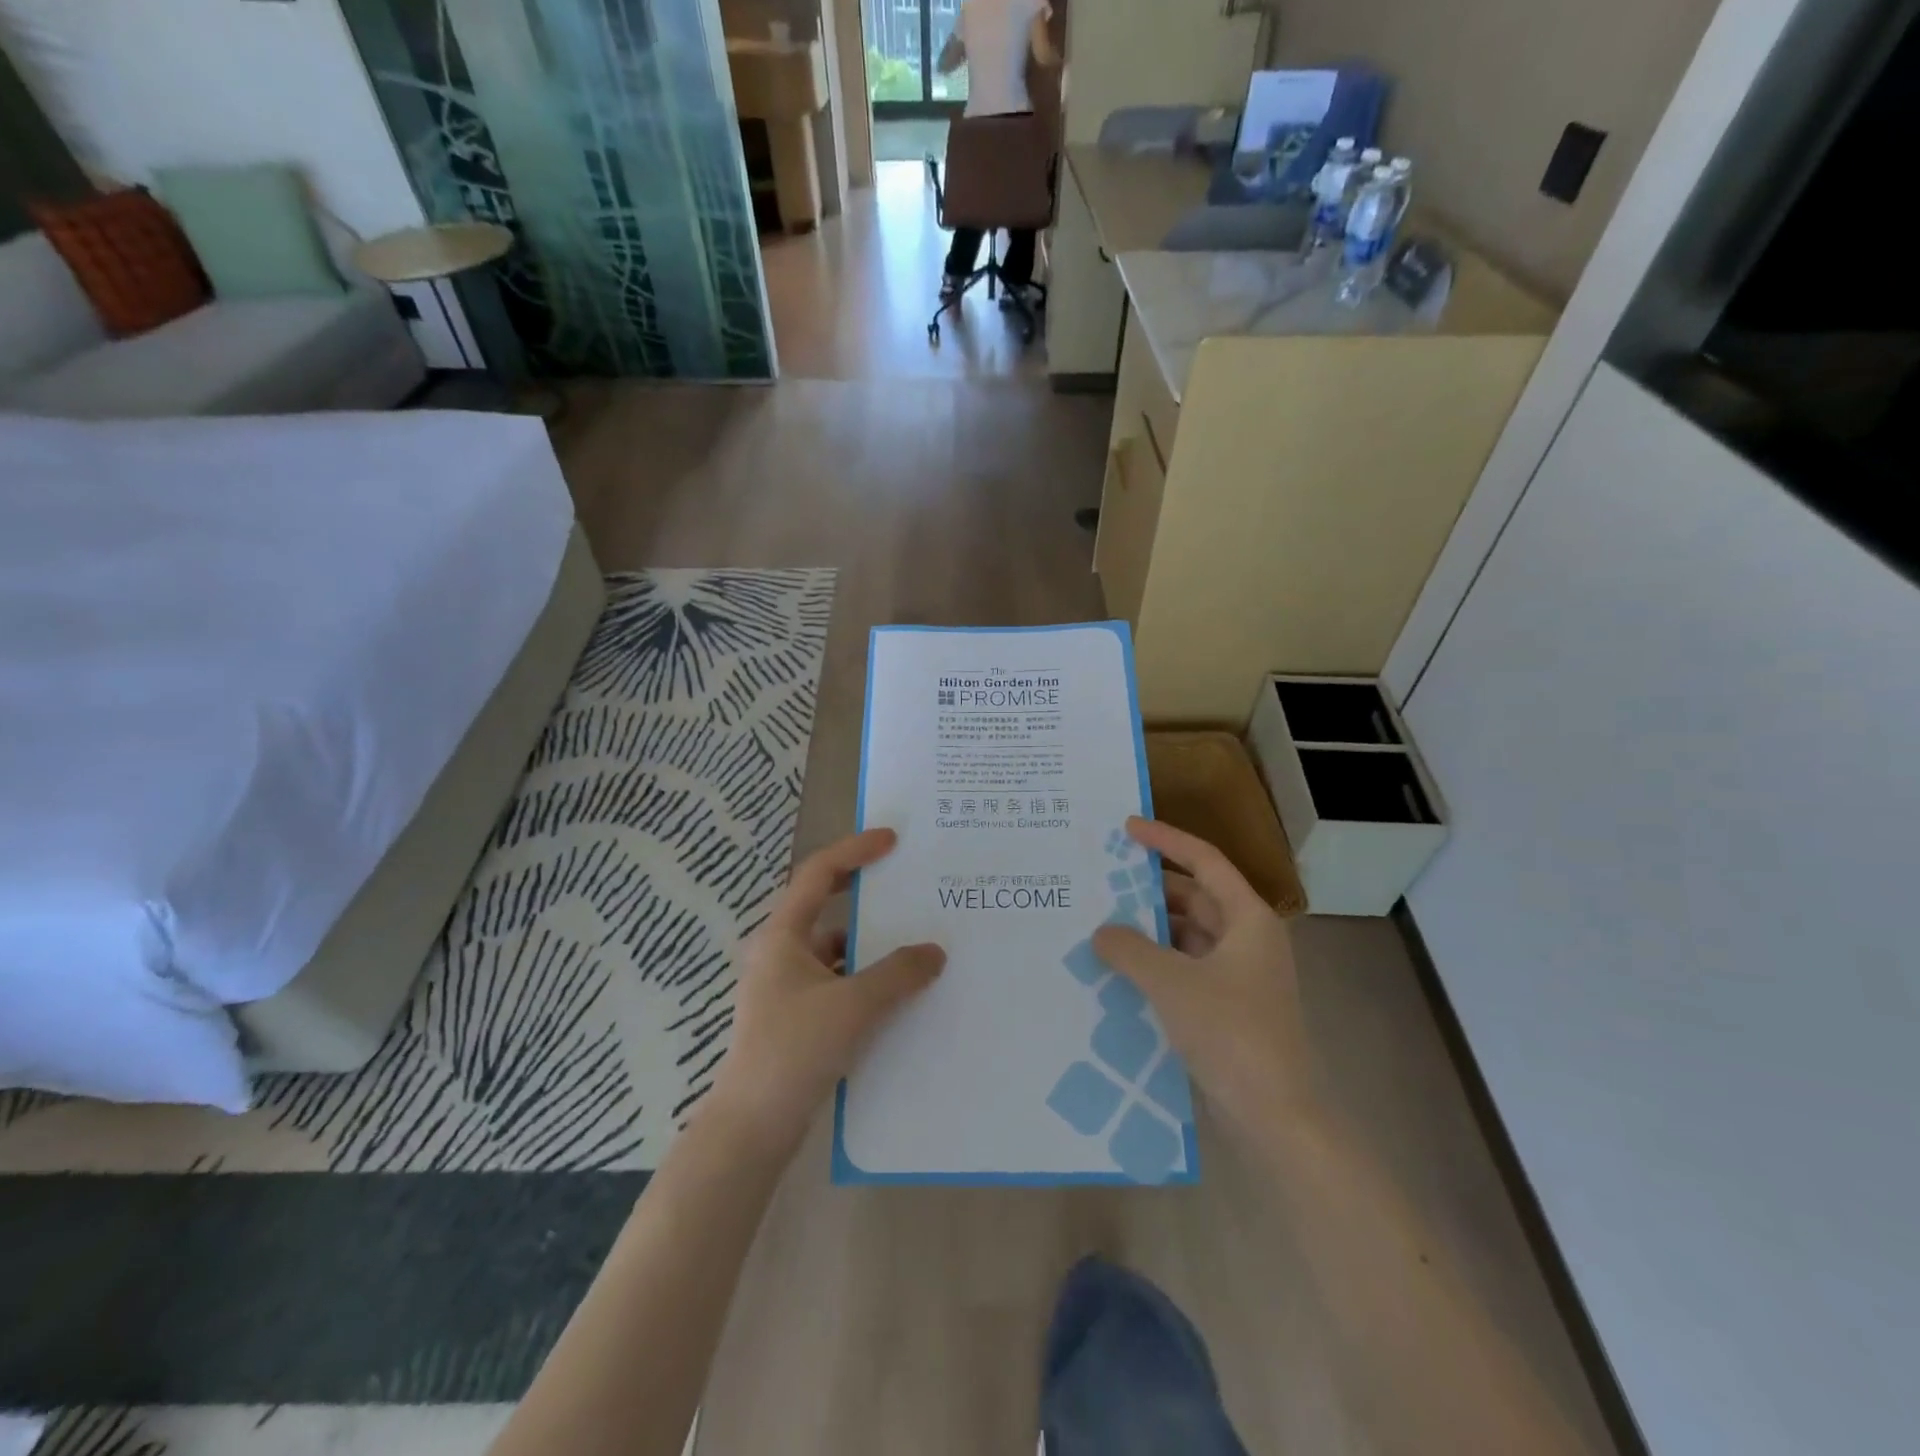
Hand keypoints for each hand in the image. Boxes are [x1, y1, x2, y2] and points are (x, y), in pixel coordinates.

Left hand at [708, 828, 944, 1152]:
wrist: (753, 1127)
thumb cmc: (794, 1050)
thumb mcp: (853, 1006)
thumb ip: (898, 974)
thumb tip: (935, 952)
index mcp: (782, 935)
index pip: (818, 873)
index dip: (854, 850)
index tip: (892, 840)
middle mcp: (780, 952)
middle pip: (824, 905)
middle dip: (863, 892)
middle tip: (905, 882)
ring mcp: (786, 987)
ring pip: (834, 949)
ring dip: (869, 943)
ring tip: (913, 941)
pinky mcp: (796, 1017)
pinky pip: (837, 982)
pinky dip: (864, 979)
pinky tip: (897, 993)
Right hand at [1093, 817, 1312, 1134]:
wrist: (1276, 1115)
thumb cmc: (1231, 1033)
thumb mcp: (1172, 983)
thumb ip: (1130, 949)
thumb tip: (1101, 932)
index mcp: (1248, 919)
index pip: (1204, 861)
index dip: (1166, 839)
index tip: (1127, 828)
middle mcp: (1247, 939)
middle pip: (1196, 897)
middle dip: (1151, 890)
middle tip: (1105, 881)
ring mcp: (1240, 975)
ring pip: (1188, 935)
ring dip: (1151, 930)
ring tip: (1103, 924)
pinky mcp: (1228, 1007)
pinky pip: (1186, 968)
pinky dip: (1157, 963)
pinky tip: (1121, 969)